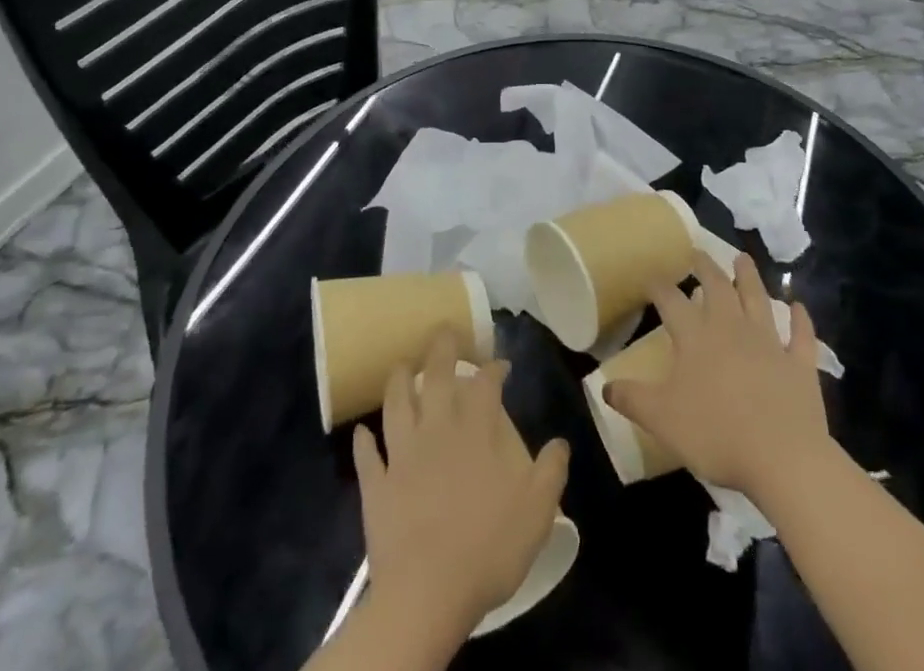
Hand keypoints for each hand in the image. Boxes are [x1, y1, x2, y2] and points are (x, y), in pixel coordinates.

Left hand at [352, 331, 569, 639]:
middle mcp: (437, 428)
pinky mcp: (377, 484)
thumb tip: (560, 441)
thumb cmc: (488, 547)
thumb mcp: (538, 511)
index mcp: (476, 430)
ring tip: (401, 366)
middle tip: (444, 331)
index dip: (494, 367)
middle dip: (441, 348)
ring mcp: (402, 453)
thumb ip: (551, 470)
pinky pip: (367, 456)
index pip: (485, 383)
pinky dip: (365, 440)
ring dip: (398, 380)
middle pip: (435, 375)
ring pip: (395, 403)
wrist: (427, 592)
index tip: (501, 363)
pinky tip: (363, 431)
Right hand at [602, 252, 830, 501]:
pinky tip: (799, 306)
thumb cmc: (715, 434)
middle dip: (704, 267)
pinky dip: (801, 319)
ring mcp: (768, 343)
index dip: (659, 286)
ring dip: (749, 277)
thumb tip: (604, 385)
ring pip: (757, 299)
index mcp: (695, 337)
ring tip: (742, 258)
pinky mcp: (799, 364)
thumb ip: (632, 399)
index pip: (671, 301)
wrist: (782, 457)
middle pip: (717, 288)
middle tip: (697, 253)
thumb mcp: (661, 419)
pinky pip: (801, 335)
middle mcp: (731, 328)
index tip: (651, 277)